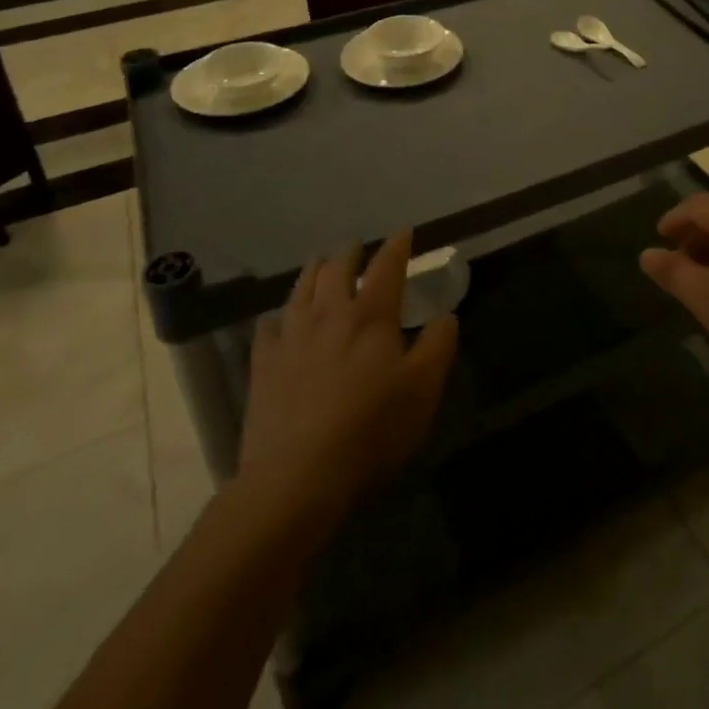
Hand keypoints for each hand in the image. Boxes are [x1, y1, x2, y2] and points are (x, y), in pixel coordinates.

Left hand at [237, 232, 458, 529]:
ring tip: (320, 264)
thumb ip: (438, 345)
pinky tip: (280, 322)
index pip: (386, 266)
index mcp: (371, 315)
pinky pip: (268, 327)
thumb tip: (445, 315)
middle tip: (358, 248)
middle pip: (337, 268)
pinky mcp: (263, 365)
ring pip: (301, 288)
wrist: (297, 477)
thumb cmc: (370, 429)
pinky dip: (279, 317)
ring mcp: (291, 337)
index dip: (397, 245)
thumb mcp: (423, 389)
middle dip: (351, 253)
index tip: (404, 231)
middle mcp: (329, 313)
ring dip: (314, 271)